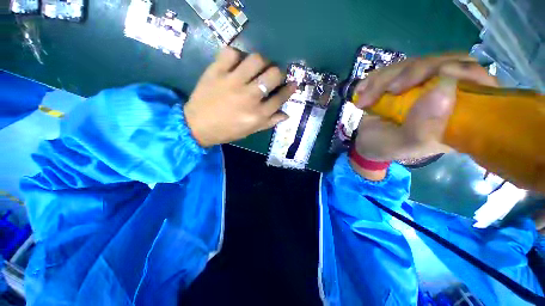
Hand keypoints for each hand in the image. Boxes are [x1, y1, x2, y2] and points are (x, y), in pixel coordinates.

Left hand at [184, 47, 295, 146]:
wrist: (198, 125)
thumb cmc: (228, 130)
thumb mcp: (251, 130)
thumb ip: (270, 122)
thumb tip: (286, 114)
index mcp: (257, 114)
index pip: (280, 98)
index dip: (290, 89)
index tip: (293, 83)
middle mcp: (249, 97)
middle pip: (273, 75)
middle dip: (279, 73)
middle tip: (274, 75)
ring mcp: (232, 82)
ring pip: (256, 60)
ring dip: (262, 61)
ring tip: (258, 67)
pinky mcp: (216, 72)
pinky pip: (231, 53)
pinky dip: (237, 55)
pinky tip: (237, 63)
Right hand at [350, 54, 497, 178]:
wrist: (365, 142)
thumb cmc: (385, 147)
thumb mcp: (402, 145)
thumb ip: (422, 127)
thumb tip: (445, 86)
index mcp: (457, 115)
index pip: (479, 83)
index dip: (466, 71)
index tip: (442, 72)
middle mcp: (445, 94)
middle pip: (445, 63)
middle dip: (414, 72)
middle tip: (390, 90)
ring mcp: (422, 84)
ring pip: (414, 63)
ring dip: (384, 80)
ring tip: (364, 101)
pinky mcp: (402, 80)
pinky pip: (393, 68)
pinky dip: (374, 78)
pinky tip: (361, 91)